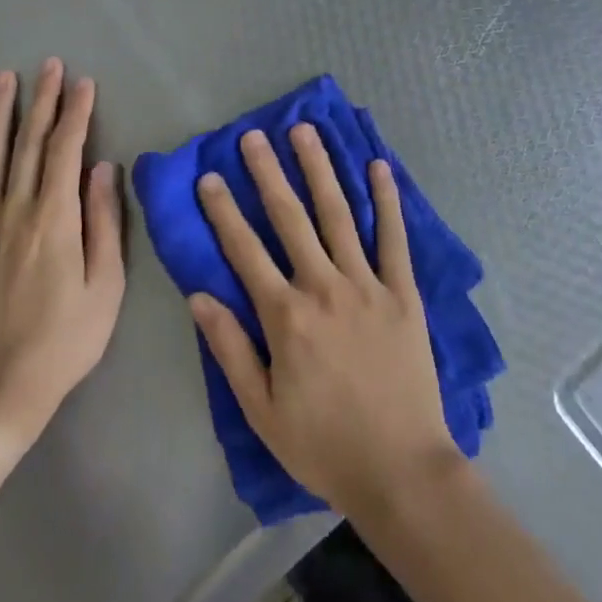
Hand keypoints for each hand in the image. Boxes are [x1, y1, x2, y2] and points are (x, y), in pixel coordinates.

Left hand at [0, 59, 124, 453]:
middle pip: (30, 144)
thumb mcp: (106, 284)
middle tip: (49, 65)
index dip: (77, 113)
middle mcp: (16, 210)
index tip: (85, 82)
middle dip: (43, 100)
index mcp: (55, 218)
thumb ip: (104, 221)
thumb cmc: (67, 338)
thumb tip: (104, 168)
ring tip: (3, 80)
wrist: (0, 388)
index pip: (67, 150)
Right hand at [190, 125, 460, 520]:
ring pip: (338, 214)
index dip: (223, 212)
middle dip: (268, 173)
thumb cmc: (324, 445)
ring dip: (319, 170)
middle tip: (253, 136)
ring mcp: (367, 284)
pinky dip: (387, 199)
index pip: (245, 251)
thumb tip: (198, 296)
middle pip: (290, 218)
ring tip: (305, 132)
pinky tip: (378, 166)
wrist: (400, 469)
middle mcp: (324, 287)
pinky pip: (394, 237)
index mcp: (286, 317)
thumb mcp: (262, 411)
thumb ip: (229, 350)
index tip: (209, 177)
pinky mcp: (402, 291)